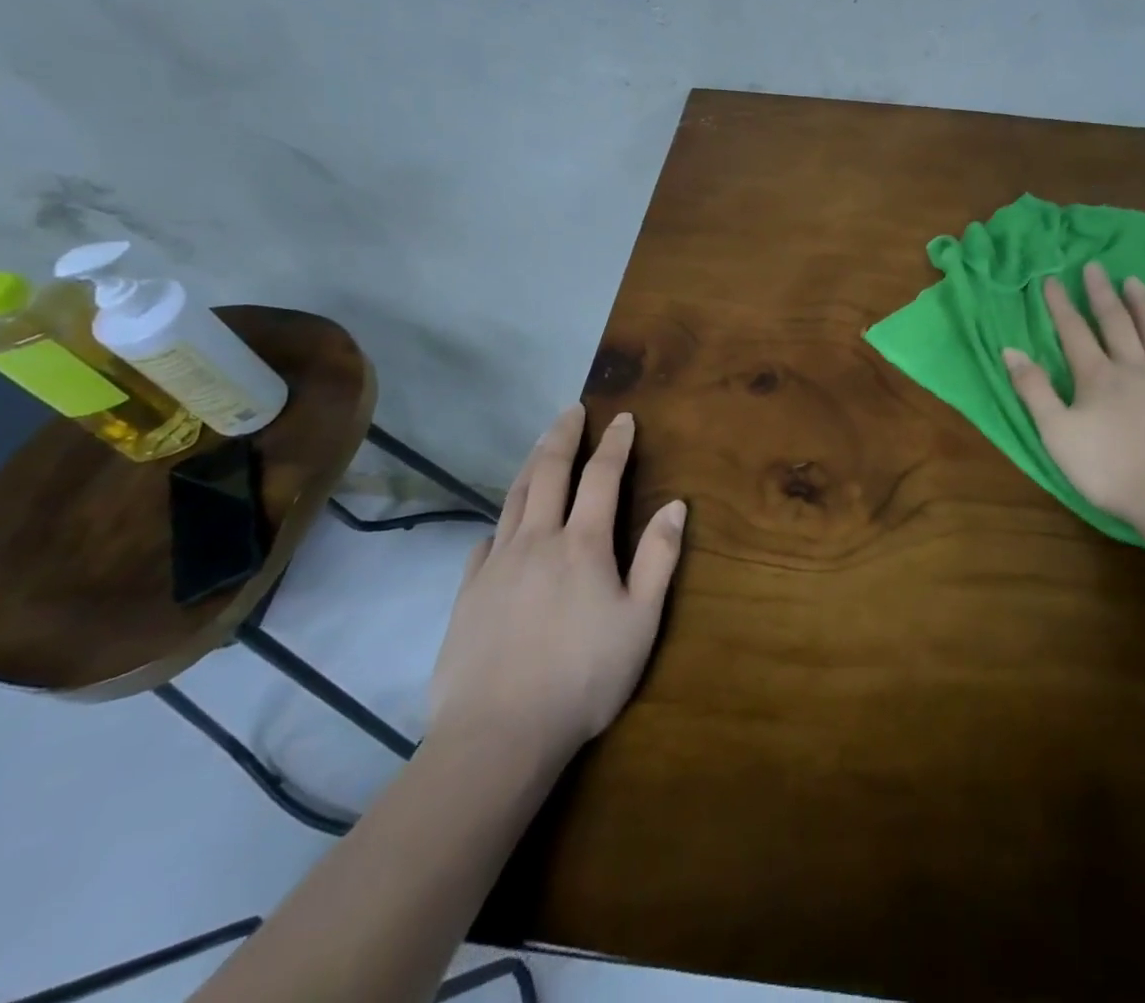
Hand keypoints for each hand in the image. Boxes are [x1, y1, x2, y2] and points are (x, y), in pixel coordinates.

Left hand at [427, 405, 685, 763]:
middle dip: (563, 436)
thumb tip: (676, 505)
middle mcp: (537, 540)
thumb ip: (658, 558)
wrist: (497, 735)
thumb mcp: (640, 621)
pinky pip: (486, 541)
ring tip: (541, 445)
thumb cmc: (583, 677)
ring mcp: (497, 564)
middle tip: (572, 410)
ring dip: (532, 465)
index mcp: (583, 543)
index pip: (601, 476)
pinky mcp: (468, 594)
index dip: (614, 444)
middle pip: (549, 472)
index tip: (623, 418)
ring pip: (514, 498)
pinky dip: (502, 521)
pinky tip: (503, 526)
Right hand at [1003, 262, 1144, 540]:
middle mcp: (1133, 366)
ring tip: (1135, 281)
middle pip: (1115, 322)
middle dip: (1101, 293)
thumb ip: (1034, 390)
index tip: (1052, 279)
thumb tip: (1010, 350)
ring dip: (1142, 304)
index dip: (1061, 305)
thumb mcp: (1057, 434)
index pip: (1074, 331)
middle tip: (1095, 267)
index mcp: (1096, 376)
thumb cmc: (1110, 469)